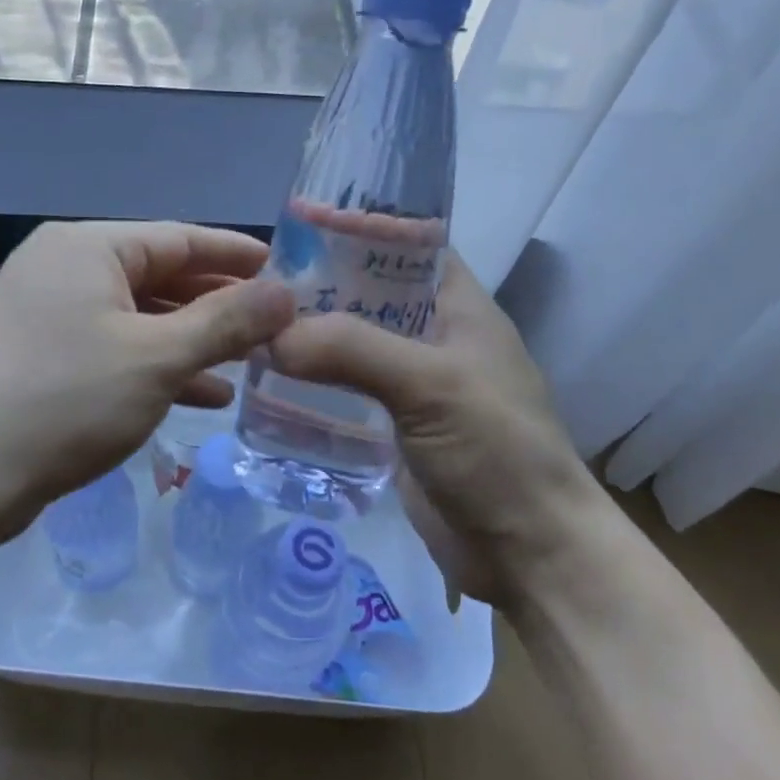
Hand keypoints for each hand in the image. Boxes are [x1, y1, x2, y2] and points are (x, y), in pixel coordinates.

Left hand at [0, 221, 295, 551]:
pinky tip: (200, 395)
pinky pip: (111, 349)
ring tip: (248, 364)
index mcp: (86, 247)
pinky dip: (155, 367)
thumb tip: (285, 292)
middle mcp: (61, 268)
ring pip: (137, 318)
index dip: (237, 255)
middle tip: (273, 325)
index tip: (286, 271)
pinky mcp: (37, 357)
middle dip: (217, 304)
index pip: (180, 237)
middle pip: (158, 276)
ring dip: (191, 341)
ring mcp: (44, 314)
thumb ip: (226, 321)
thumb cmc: (63, 402)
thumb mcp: (157, 358)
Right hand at [266, 251, 602, 611]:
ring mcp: (413, 384)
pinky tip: (268, 382)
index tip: (296, 226)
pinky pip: (346, 391)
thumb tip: (271, 335)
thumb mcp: (431, 384)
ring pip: (353, 344)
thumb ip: (353, 349)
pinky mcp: (394, 427)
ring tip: (250, 329)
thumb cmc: (496, 451)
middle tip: (255, 285)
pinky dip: (313, 383)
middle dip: (318, 287)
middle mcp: (434, 336)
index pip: (406, 244)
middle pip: (369, 294)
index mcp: (458, 306)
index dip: (358, 229)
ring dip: (310, 337)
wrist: (528, 553)